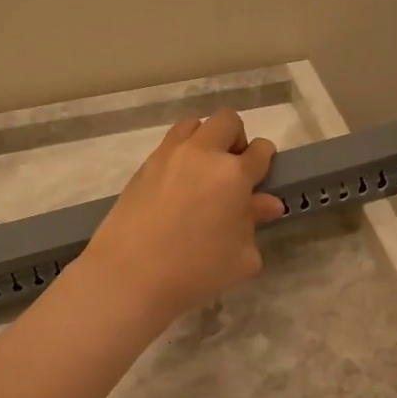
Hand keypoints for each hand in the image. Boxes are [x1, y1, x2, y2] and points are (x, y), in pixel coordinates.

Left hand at [79, 108, 285, 325]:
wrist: (130, 276)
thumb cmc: (196, 271)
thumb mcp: (241, 256)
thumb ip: (254, 222)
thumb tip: (266, 203)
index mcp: (233, 173)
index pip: (260, 150)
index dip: (265, 160)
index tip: (261, 177)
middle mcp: (202, 153)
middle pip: (226, 121)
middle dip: (236, 139)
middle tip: (232, 171)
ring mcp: (169, 156)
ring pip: (193, 124)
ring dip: (205, 139)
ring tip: (202, 173)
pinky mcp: (143, 166)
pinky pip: (168, 145)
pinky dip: (180, 155)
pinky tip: (178, 187)